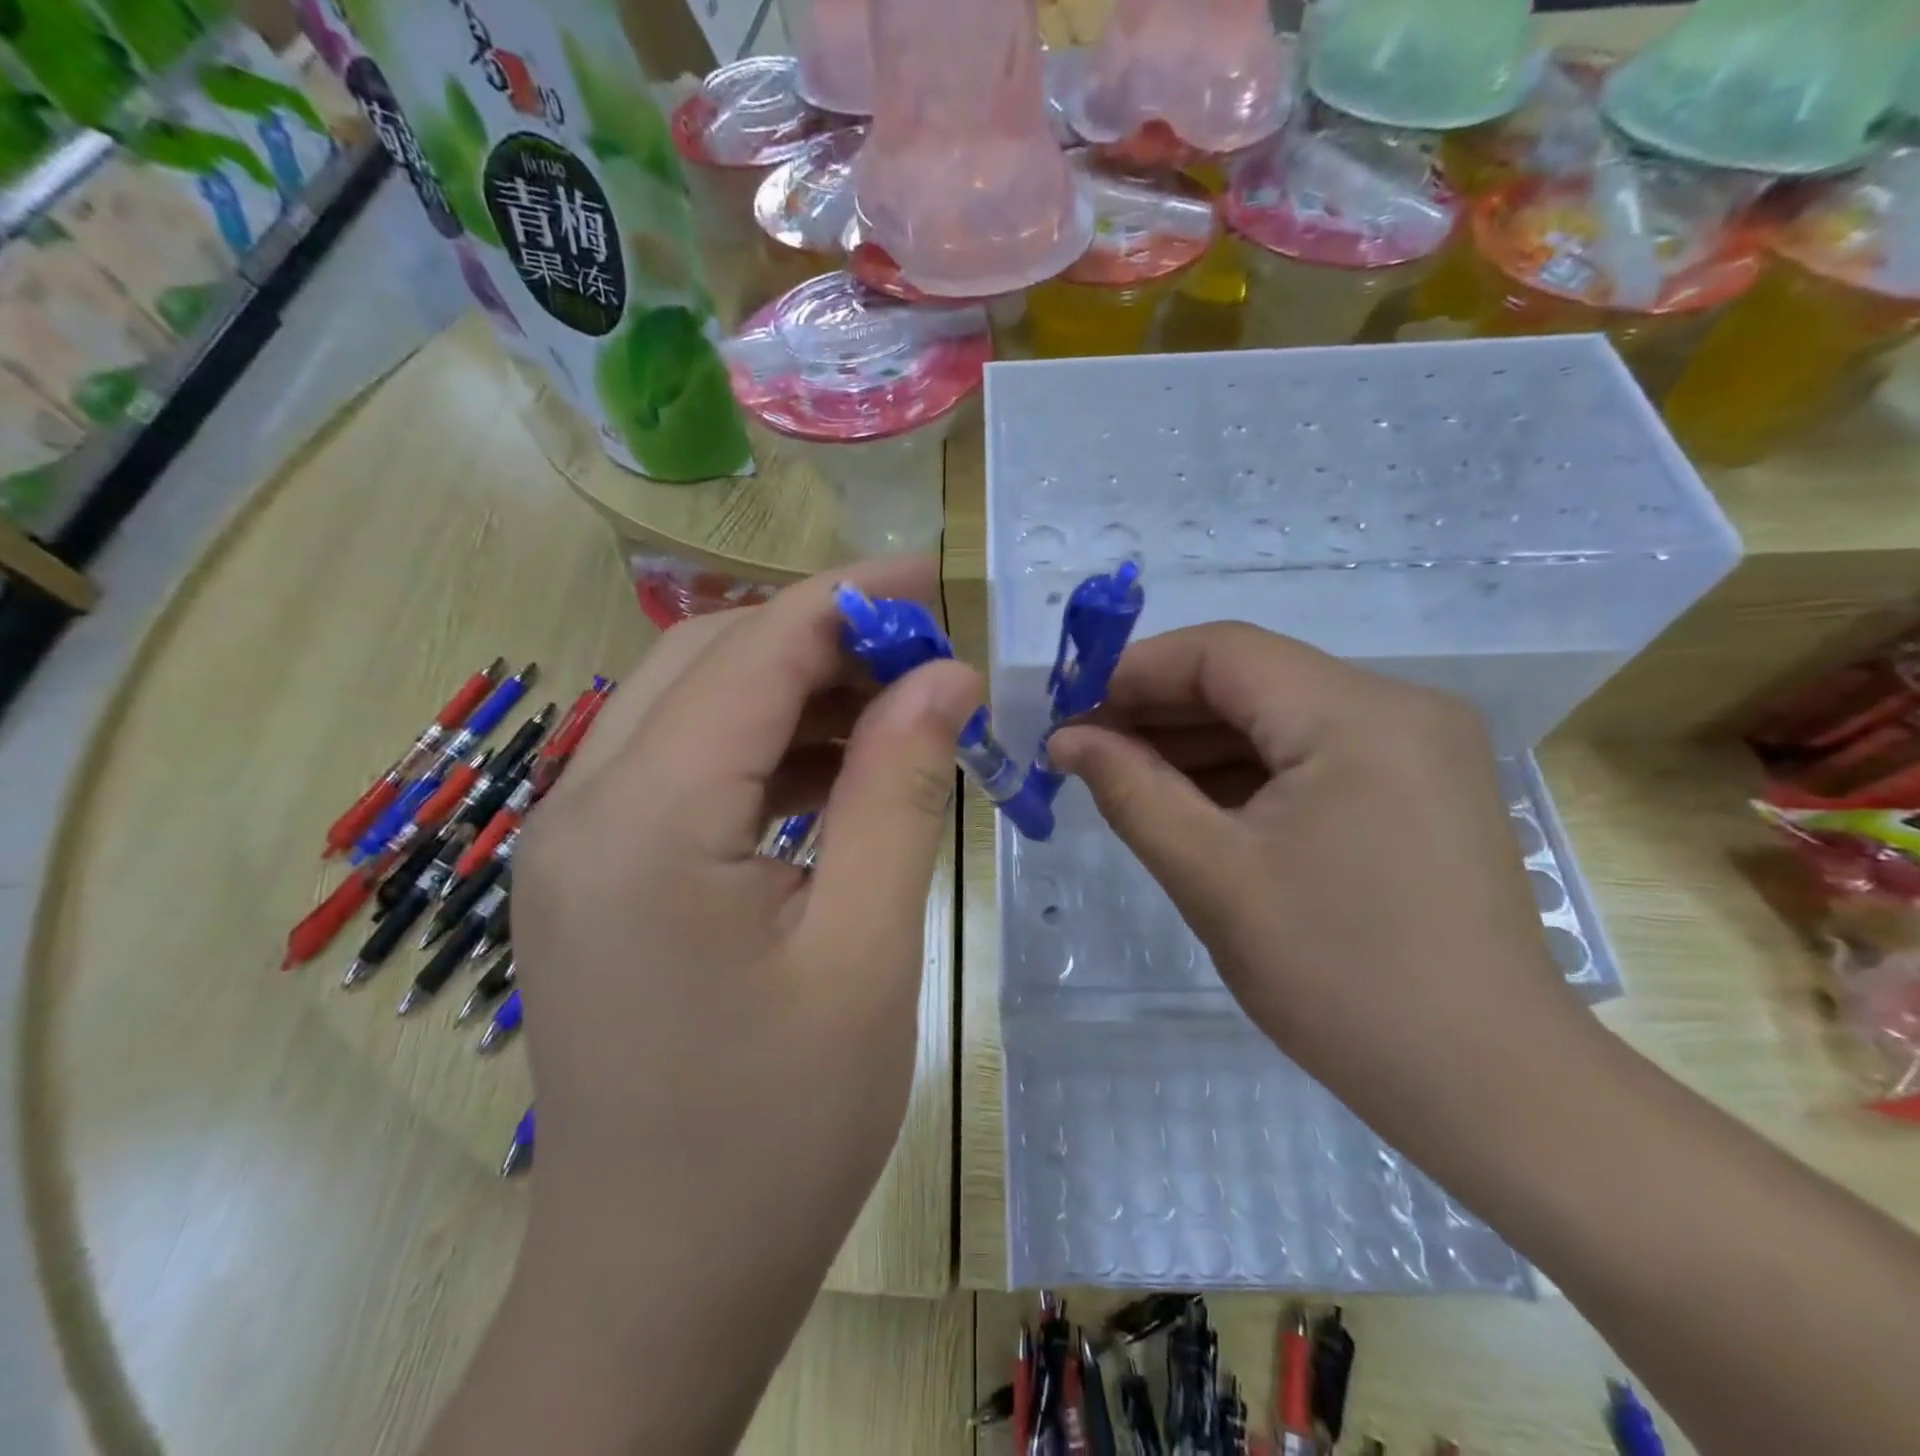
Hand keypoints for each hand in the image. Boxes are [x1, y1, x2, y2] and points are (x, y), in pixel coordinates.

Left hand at [511, 556, 976, 1337]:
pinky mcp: (591, 878)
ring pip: (690, 708)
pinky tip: (833, 774)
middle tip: (924, 652)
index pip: (755, 652)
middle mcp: (582, 809)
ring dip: (792, 690)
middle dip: (821, 635)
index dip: (850, 599)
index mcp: (647, 822)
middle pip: (708, 661)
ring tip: (893, 709)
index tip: (934, 578)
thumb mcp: (867, 949)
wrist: (658, 1283)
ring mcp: (572, 844)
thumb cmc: (778, 1133)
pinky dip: (760, 750)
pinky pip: (679, 769)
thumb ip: (899, 789)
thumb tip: (945, 678)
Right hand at [1048, 622, 1596, 1150]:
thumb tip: (1066, 740)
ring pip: (1279, 718)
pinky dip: (1245, 773)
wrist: (1487, 1087)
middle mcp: (1398, 708)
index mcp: (1357, 714)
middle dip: (1159, 709)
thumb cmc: (1339, 978)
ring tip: (1123, 778)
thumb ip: (1130, 790)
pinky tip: (1190, 803)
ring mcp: (1417, 749)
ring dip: (1198, 743)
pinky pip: (1311, 756)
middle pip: (1252, 679)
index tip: (1068, 711)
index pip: (1223, 652)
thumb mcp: (1212, 876)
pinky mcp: (1418, 790)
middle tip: (1084, 750)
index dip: (1134, 672)